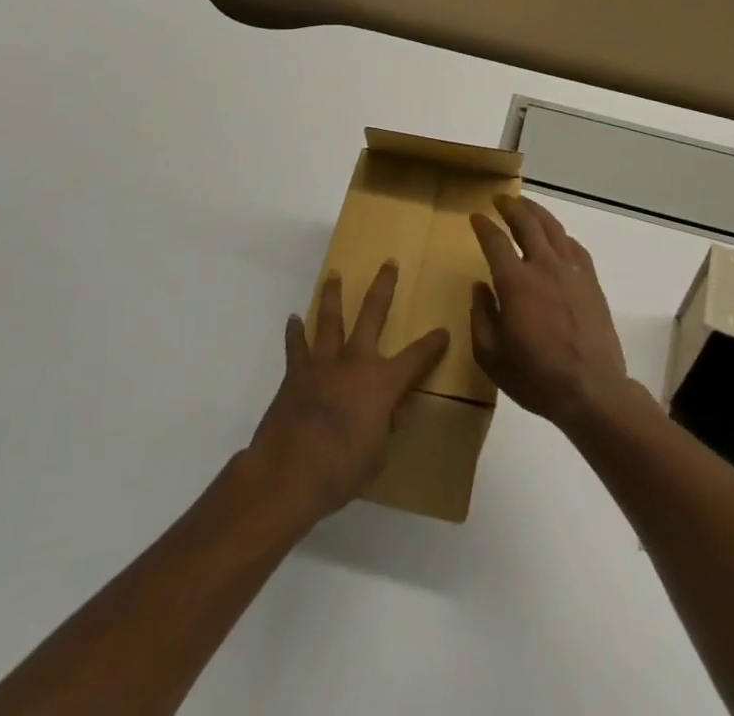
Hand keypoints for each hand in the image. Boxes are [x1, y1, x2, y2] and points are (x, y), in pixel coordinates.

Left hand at [246, 263, 448, 525]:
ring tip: (334, 275)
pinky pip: (296, 345)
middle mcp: (356, 361)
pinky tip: (294, 319)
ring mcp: (324, 362)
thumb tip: (397, 409)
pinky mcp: (296, 372)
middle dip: (383, 286)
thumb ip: (387, 426)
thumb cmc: (343, 468)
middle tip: (389, 263)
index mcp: (383, 381)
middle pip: (372, 313)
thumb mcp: (378, 454)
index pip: (417, 357)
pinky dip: (295, 331)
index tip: (443, 331)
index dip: (432, 345)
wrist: (290, 470)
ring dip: (333, 295)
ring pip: (330, 319)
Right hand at [469, 196, 632, 430]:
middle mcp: (544, 266)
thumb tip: (480, 287)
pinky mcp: (591, 281)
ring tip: (526, 205)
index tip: (476, 217)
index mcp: (516, 282)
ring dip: (537, 212)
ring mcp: (572, 271)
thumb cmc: (536, 377)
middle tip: (500, 199)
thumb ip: (481, 317)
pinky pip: (574, 246)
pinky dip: (561, 235)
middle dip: (511, 207)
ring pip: (553, 228)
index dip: (483, 225)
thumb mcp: (492, 356)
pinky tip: (557, 236)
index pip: (495, 241)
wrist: (592, 391)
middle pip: (527, 223)